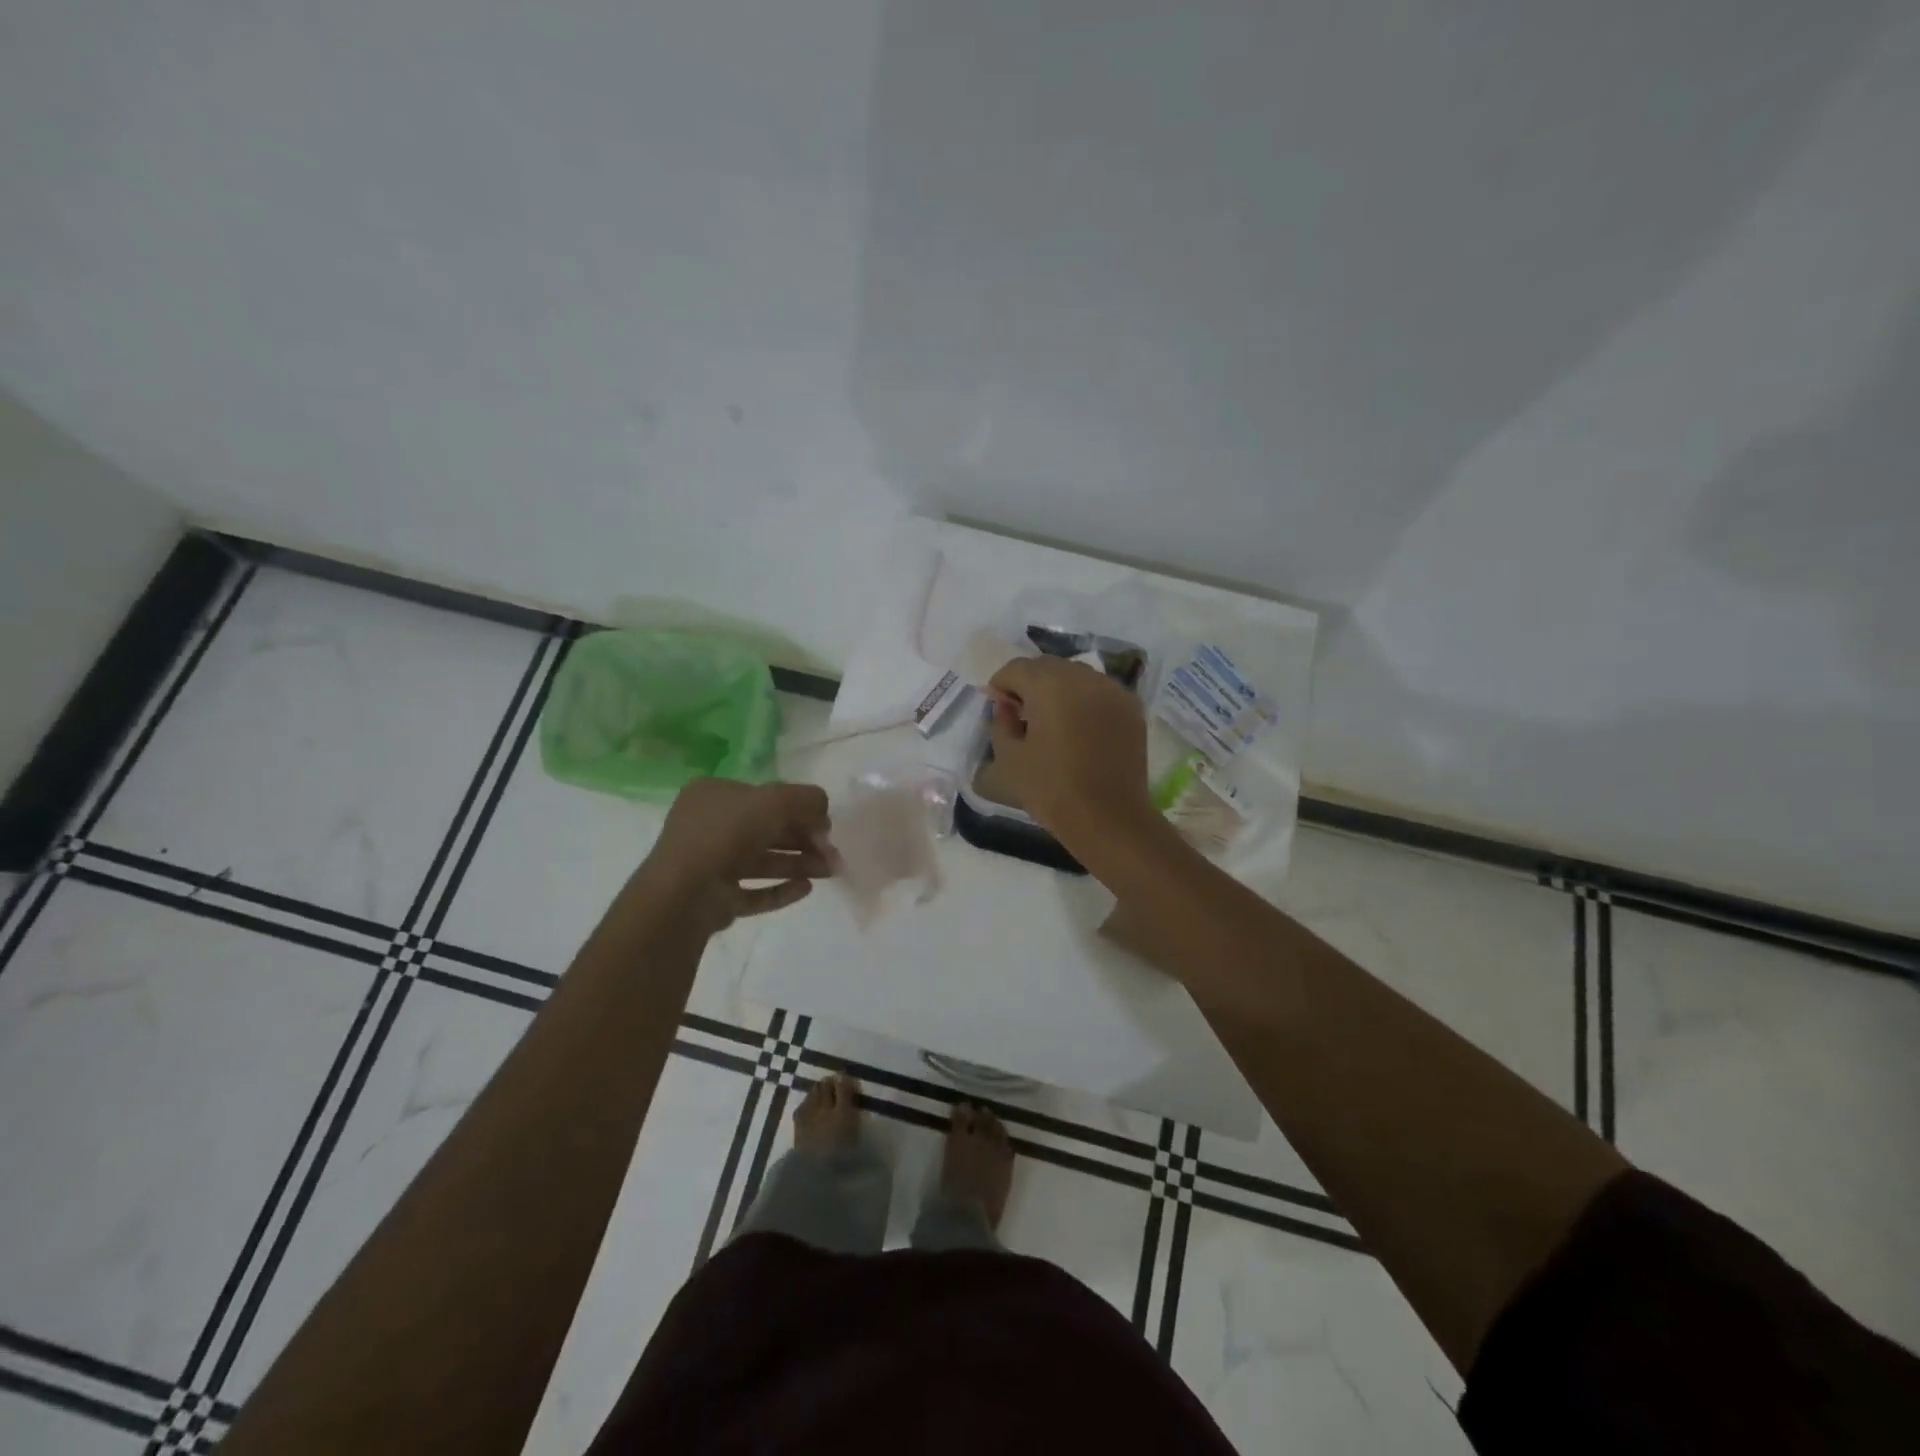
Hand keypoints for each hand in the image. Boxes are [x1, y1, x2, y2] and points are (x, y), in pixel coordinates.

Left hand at [646, 778, 832, 933]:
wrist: (685, 894)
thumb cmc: (727, 834)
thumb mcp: (776, 801)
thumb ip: (807, 799)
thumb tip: (823, 811)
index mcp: (713, 795)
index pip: (764, 797)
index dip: (798, 809)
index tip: (825, 825)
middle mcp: (707, 826)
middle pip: (766, 830)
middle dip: (803, 841)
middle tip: (833, 854)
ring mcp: (708, 864)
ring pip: (762, 861)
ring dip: (798, 864)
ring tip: (829, 872)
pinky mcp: (714, 898)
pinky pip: (753, 891)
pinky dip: (780, 889)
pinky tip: (806, 889)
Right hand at [987, 656, 1156, 851]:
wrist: (1109, 818)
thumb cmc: (1052, 790)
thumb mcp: (1009, 759)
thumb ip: (1000, 722)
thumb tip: (1006, 706)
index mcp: (1050, 685)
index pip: (1016, 668)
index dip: (1001, 685)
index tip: (997, 707)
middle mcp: (1084, 677)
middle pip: (1047, 666)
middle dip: (1029, 683)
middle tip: (1021, 713)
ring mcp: (1112, 690)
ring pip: (1076, 675)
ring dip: (1058, 689)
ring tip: (1051, 720)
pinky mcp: (1131, 707)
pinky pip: (1099, 691)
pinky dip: (1084, 700)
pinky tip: (1079, 727)